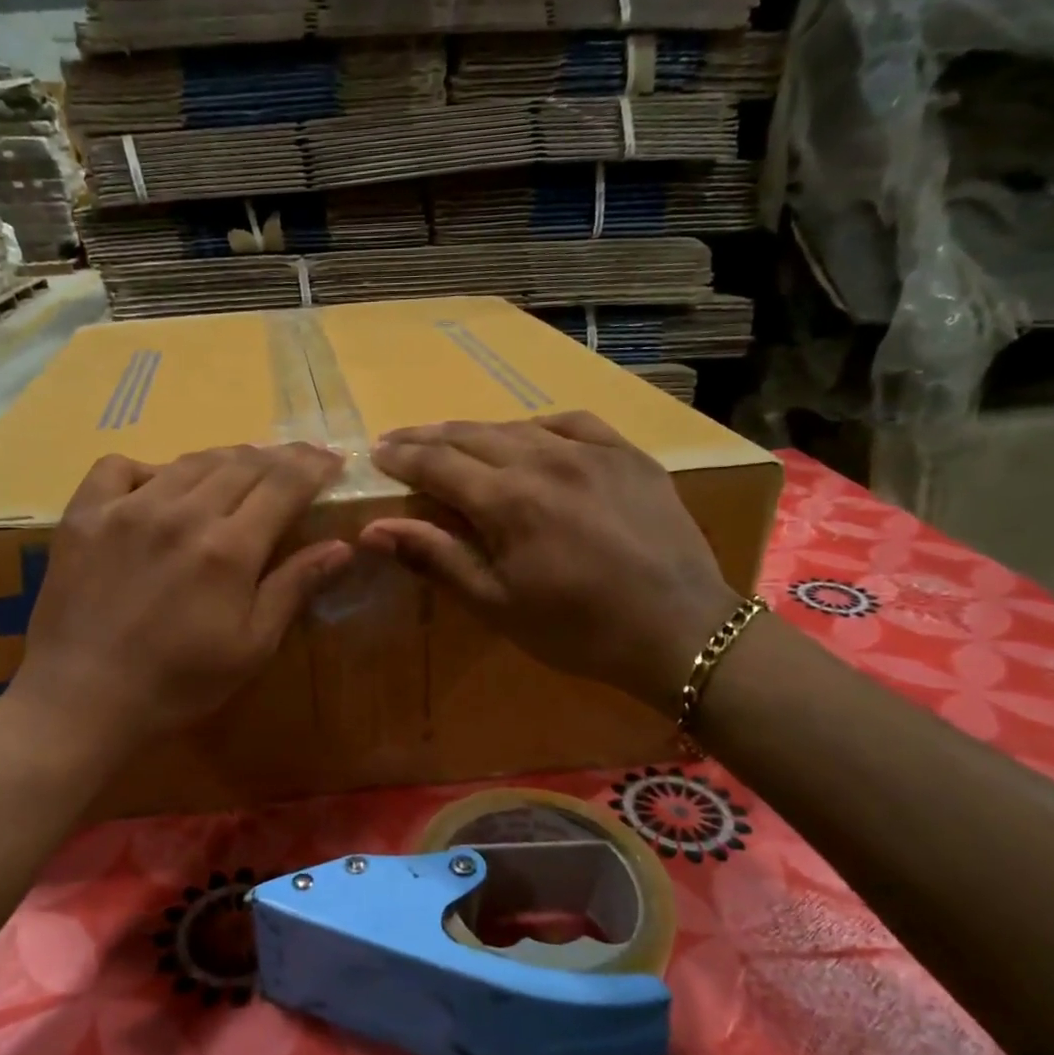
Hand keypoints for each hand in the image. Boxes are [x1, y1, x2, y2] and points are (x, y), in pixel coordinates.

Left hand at [8, 443, 351, 756]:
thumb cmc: (178, 683)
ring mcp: (128, 508)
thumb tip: (341, 545)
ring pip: (189, 461)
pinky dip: (149, 469)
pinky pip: (120, 467)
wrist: (82, 700)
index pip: (284, 484)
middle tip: (297, 462)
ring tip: (242, 468)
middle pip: (242, 463)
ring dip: (226, 458)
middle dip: (279, 457)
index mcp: (229, 548)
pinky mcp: (85, 514)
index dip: (314, 466)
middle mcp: (181, 513)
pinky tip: (158, 488)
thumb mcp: (251, 647)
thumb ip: (293, 588)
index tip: (332, 460)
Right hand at [361, 412, 739, 713]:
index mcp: (508, 500)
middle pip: (471, 435)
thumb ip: (436, 557)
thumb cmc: (577, 630)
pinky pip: (573, 423)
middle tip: (398, 441)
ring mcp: (593, 451)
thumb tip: (374, 529)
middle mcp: (546, 459)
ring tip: (453, 441)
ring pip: (518, 426)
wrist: (679, 631)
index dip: (402, 457)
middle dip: (428, 437)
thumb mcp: (497, 604)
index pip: (438, 464)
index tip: (376, 453)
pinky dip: (538, 427)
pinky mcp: (629, 455)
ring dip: (477, 432)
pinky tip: (530, 437)